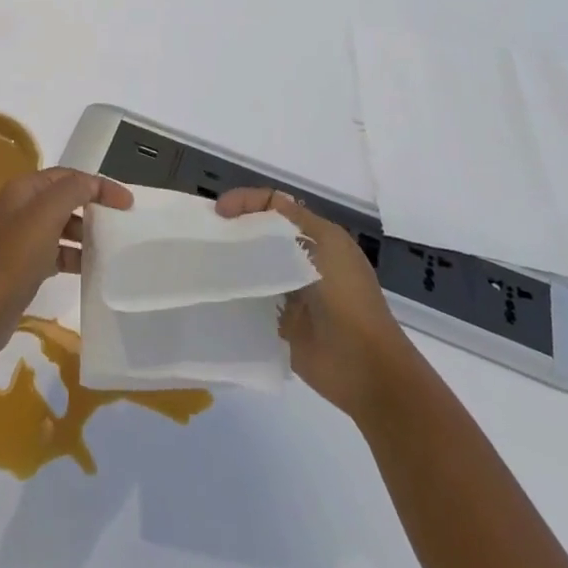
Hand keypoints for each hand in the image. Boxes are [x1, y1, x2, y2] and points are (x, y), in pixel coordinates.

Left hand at [0, 168, 133, 358]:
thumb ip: (72, 191)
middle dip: (94, 207)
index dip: (98, 185)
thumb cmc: (14, 259)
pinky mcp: (27, 264)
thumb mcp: (45, 216)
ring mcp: (23, 236)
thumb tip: (93, 184)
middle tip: (122, 222)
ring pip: (64, 226)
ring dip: (87, 233)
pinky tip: (92, 268)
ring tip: (111, 246)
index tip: (128, 203)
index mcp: (25, 189)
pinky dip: (76, 255)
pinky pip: (59, 251)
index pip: (68, 176)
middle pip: (66, 198)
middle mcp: (22, 207)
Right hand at [216, 188, 408, 418]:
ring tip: (204, 261)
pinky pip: (250, 300)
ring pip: (252, 266)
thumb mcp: (327, 244)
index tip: (219, 212)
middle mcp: (301, 260)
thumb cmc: (347, 297)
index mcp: (317, 238)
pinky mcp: (277, 322)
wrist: (363, 365)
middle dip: (234, 229)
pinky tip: (215, 291)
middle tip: (205, 235)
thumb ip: (295, 220)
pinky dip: (234, 293)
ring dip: (231, 261)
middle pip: (260, 235)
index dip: (246, 202)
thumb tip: (262, 205)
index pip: (275, 206)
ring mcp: (288, 292)